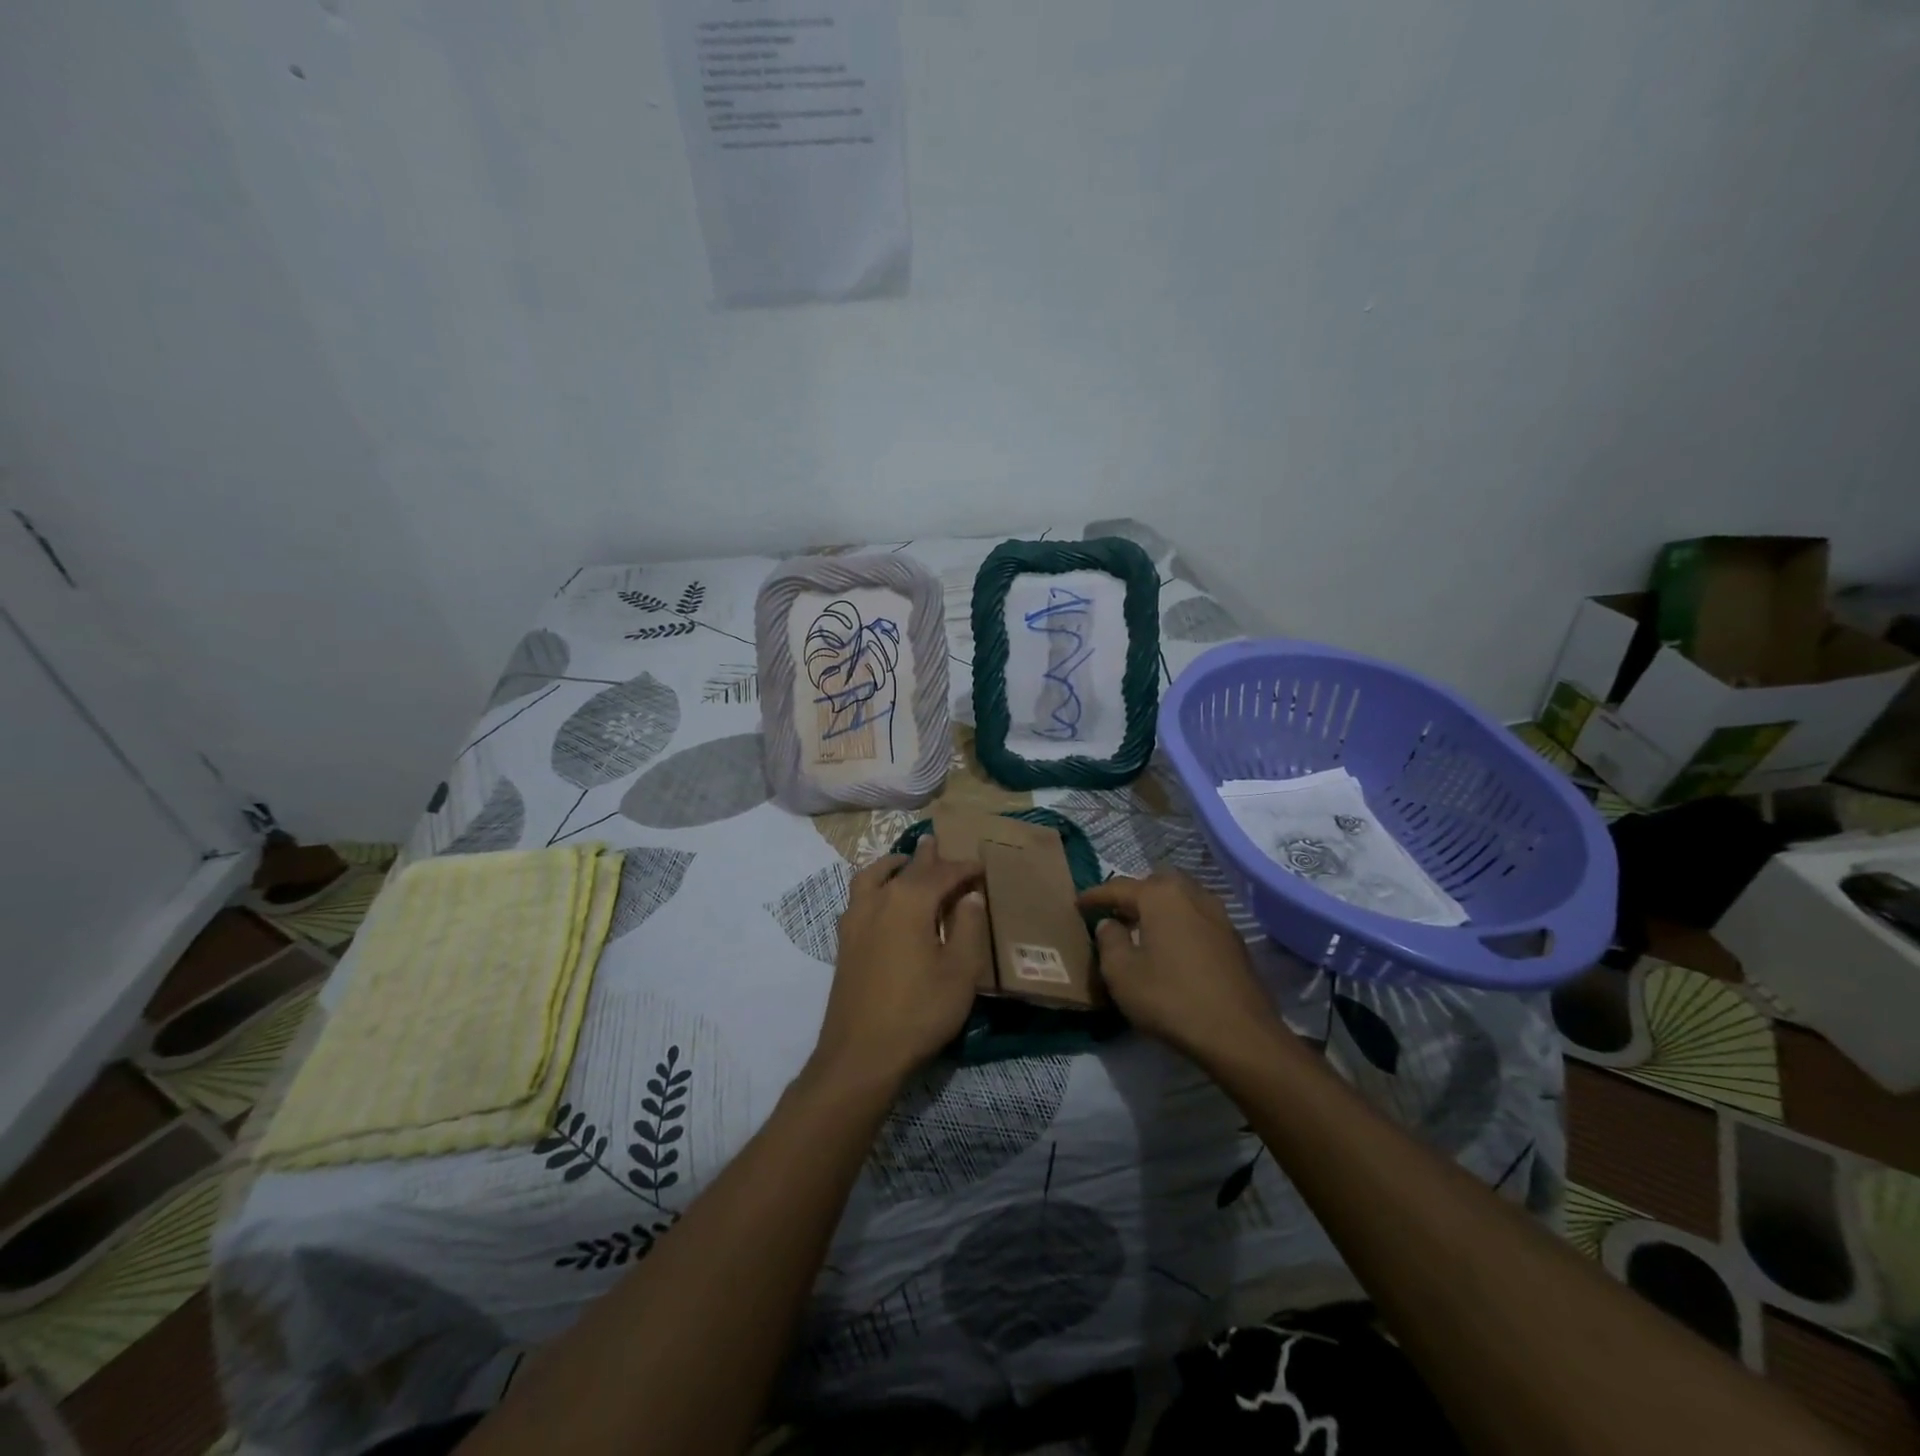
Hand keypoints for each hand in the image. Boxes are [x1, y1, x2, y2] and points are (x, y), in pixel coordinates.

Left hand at [812, 837, 988, 1089]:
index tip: (982, 867)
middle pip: (906, 868)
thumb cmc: (919, 1011)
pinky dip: (875, 885)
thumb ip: (967, 927)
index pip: (942, 873)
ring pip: (873, 876)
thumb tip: (969, 895)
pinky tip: (883, 901)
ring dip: (893, 866)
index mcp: (909, 901)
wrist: (861, 1054)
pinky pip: (860, 896)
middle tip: (939, 844)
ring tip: (906, 863)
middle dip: (928, 857)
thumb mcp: (960, 971)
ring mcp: (855, 919)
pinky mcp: (845, 941)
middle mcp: (878, 900)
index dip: (964, 868)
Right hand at [1078, 869, 1289, 1065]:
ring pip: (1182, 897)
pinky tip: (1173, 947)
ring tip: (1143, 929)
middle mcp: (1192, 895)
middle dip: (1134, 894)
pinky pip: (1198, 917)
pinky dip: (1180, 922)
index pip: (1119, 887)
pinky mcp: (1234, 939)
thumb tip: (1110, 923)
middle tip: (1116, 914)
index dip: (1095, 896)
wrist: (1239, 1034)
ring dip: (1160, 907)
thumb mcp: (1122, 974)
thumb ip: (1109, 941)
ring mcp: (1218, 915)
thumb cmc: (1171, 998)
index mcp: (1161, 896)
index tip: (1078, 904)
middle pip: (1156, 883)